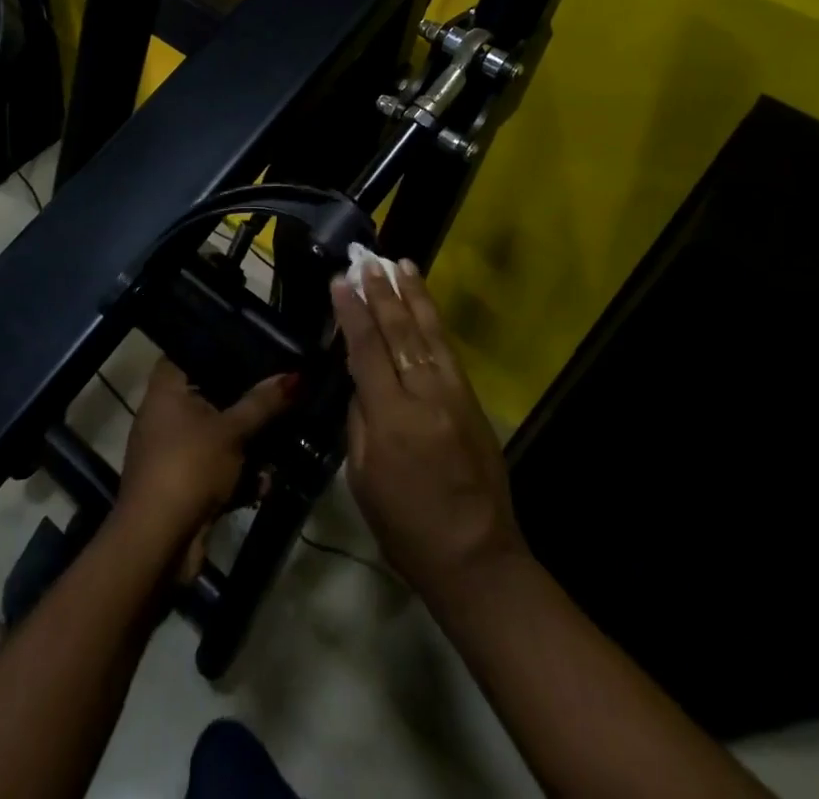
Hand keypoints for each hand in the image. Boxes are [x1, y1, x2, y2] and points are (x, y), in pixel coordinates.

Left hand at [117, 359, 293, 577]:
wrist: (158, 543)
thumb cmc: (189, 467)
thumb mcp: (232, 431)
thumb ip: (263, 403)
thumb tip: (296, 375)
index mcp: (166, 389)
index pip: (190, 350)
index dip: (219, 346)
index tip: (254, 342)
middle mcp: (165, 414)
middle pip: (210, 394)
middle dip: (244, 399)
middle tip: (279, 388)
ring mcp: (173, 451)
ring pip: (218, 434)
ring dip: (248, 442)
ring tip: (284, 434)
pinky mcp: (185, 483)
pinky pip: (218, 467)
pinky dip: (239, 474)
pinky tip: (266, 481)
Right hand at [332, 261, 526, 603]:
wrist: (477, 557)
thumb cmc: (407, 527)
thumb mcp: (363, 479)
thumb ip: (360, 421)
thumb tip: (360, 381)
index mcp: (392, 419)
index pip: (367, 350)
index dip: (352, 312)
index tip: (340, 280)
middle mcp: (425, 396)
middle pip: (399, 332)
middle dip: (381, 292)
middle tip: (367, 260)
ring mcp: (454, 394)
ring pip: (428, 332)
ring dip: (413, 295)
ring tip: (400, 264)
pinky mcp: (472, 400)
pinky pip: (447, 350)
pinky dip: (434, 320)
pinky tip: (424, 304)